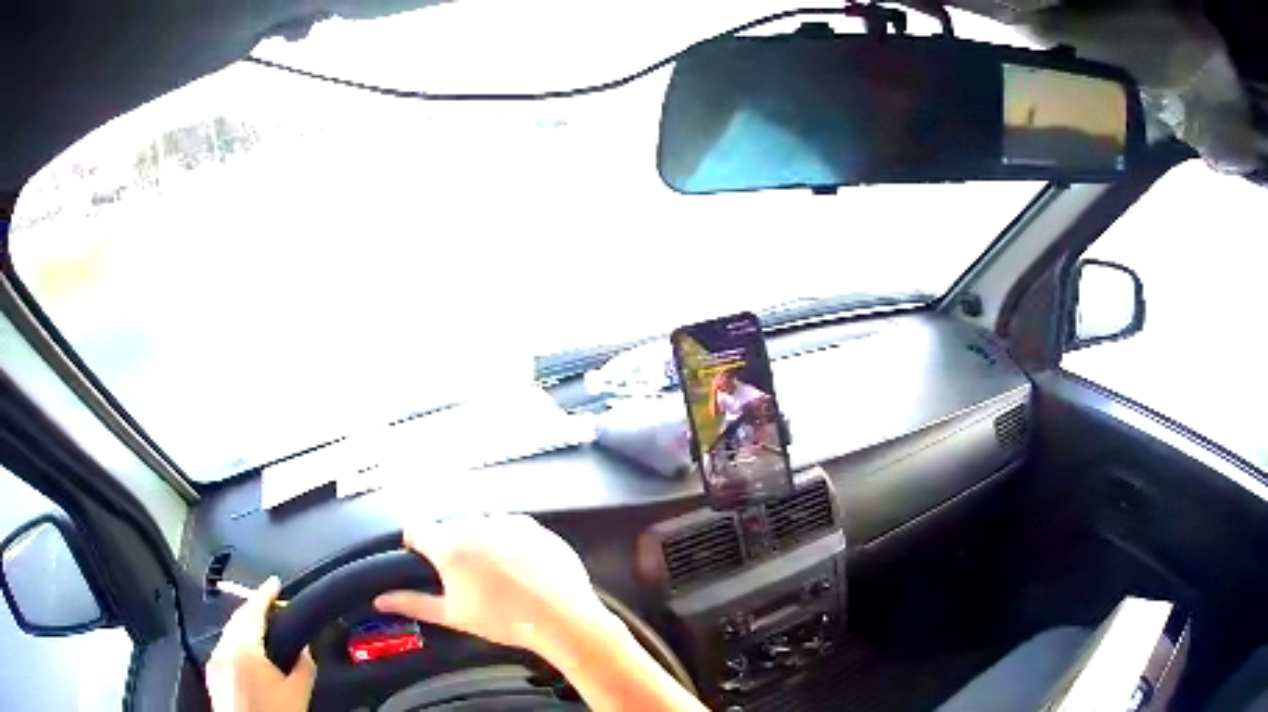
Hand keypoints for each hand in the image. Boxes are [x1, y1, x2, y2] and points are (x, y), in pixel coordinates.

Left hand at [206, 576, 315, 711]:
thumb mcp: (297, 695)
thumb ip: (303, 667)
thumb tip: (305, 650)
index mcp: (242, 650)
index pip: (252, 611)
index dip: (265, 594)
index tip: (275, 583)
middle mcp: (222, 650)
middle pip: (236, 619)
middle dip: (254, 609)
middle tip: (272, 605)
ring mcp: (214, 663)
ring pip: (228, 633)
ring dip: (245, 626)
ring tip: (263, 629)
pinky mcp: (212, 677)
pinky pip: (224, 648)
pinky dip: (237, 643)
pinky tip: (249, 655)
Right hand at [374, 514, 606, 651]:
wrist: (562, 618)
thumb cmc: (504, 620)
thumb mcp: (453, 615)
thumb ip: (412, 603)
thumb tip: (380, 601)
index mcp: (449, 545)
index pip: (416, 530)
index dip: (415, 544)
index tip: (420, 557)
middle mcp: (475, 525)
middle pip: (450, 529)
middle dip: (452, 548)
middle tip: (466, 578)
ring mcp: (507, 522)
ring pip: (481, 527)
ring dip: (481, 543)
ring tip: (498, 577)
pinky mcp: (534, 526)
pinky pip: (512, 529)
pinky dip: (510, 543)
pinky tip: (521, 570)